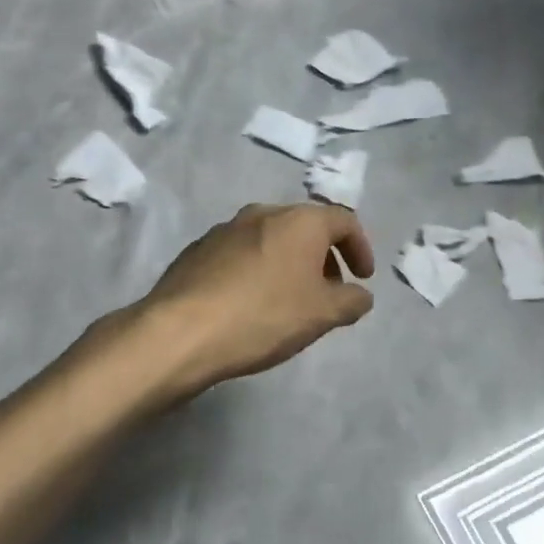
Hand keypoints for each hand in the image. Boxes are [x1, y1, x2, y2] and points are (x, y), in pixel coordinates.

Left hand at [137, 204, 375, 391]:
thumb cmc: (264, 316)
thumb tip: (360, 295)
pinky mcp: (199, 249)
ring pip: (271, 238)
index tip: (363, 278)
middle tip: (329, 291)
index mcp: (299, 221)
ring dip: (290, 263)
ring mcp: (226, 228)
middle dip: (324, 257)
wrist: (181, 330)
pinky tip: (251, 303)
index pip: (344, 221)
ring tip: (290, 300)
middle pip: (306, 227)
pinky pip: (241, 253)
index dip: (360, 248)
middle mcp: (263, 213)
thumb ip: (350, 301)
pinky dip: (258, 270)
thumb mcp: (321, 315)